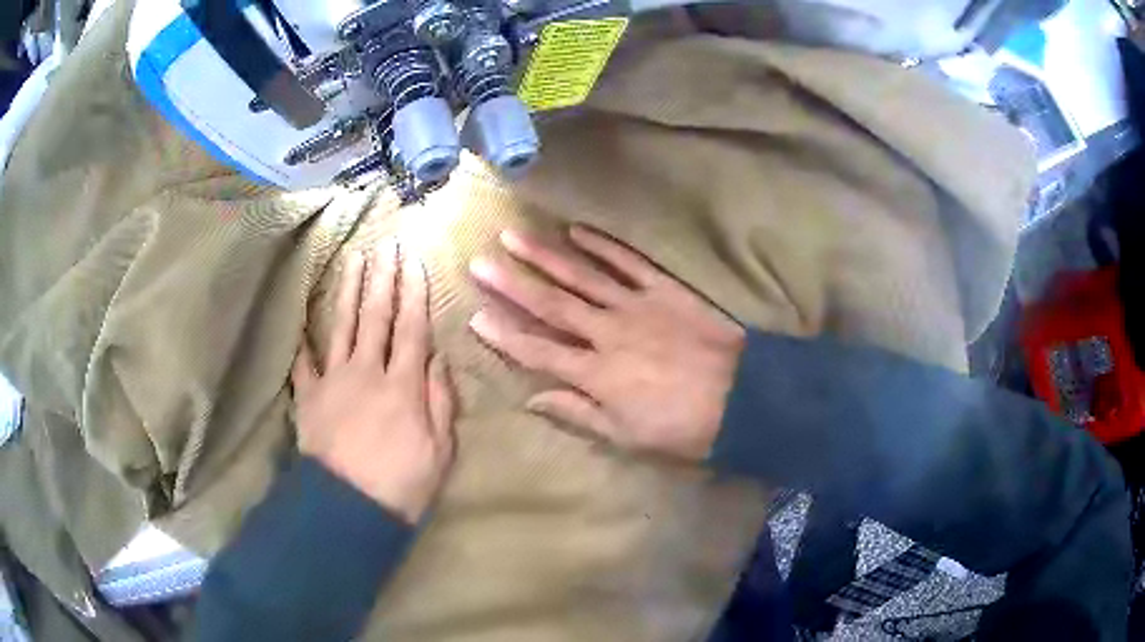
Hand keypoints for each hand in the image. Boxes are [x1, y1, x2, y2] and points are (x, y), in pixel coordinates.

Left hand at [292, 244, 455, 523]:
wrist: (347, 510)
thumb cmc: (401, 485)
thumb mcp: (440, 451)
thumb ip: (440, 401)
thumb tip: (438, 360)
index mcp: (402, 385)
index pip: (411, 328)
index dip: (415, 292)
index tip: (415, 261)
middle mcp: (367, 372)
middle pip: (376, 317)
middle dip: (382, 278)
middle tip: (386, 244)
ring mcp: (333, 381)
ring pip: (343, 326)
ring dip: (349, 291)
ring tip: (354, 259)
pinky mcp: (308, 398)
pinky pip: (305, 363)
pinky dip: (304, 342)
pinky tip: (303, 321)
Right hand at [468, 226, 744, 460]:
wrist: (744, 398)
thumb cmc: (683, 426)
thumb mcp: (627, 436)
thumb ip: (578, 413)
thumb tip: (533, 399)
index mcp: (596, 374)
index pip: (538, 350)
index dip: (505, 335)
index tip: (475, 316)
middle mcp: (607, 333)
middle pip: (551, 305)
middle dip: (511, 284)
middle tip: (479, 263)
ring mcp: (635, 306)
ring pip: (581, 277)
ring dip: (545, 256)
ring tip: (513, 236)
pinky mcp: (664, 289)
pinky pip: (628, 262)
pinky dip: (603, 245)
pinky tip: (577, 230)